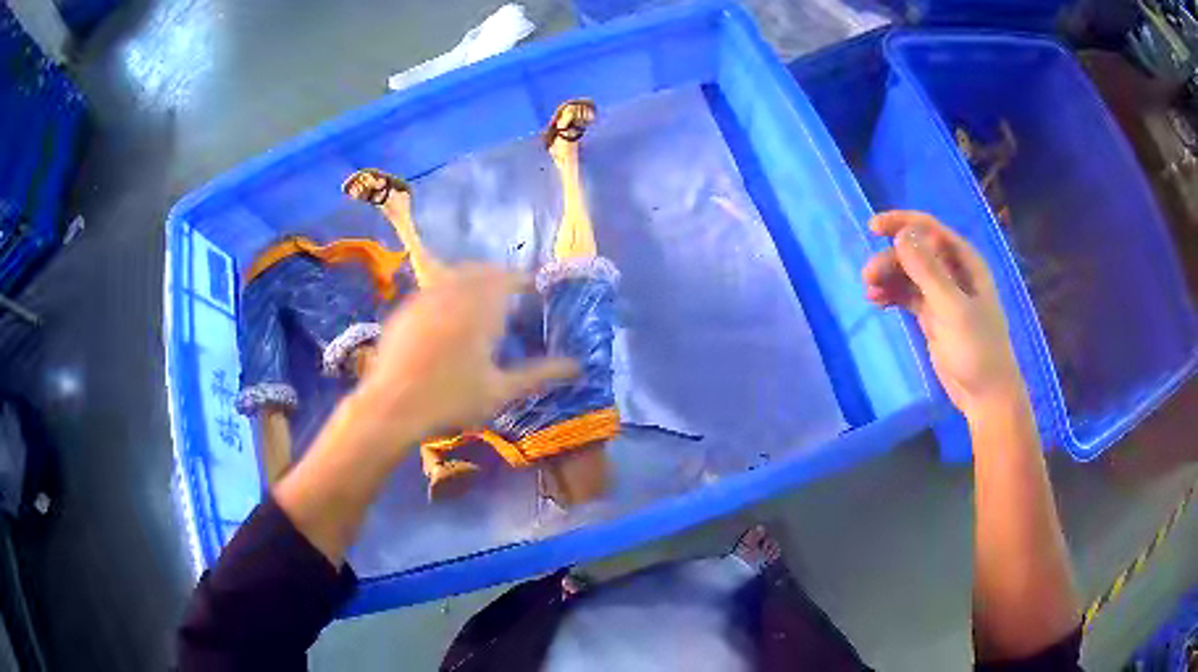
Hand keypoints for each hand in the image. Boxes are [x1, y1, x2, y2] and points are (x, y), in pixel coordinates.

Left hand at [355, 263, 578, 439]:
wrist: (390, 408)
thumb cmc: (450, 400)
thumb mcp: (500, 391)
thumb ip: (539, 374)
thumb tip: (577, 365)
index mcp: (482, 308)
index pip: (510, 279)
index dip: (525, 280)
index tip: (536, 289)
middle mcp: (453, 293)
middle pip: (482, 271)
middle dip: (500, 276)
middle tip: (512, 293)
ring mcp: (424, 298)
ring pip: (454, 276)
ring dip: (473, 280)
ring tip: (482, 300)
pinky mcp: (404, 310)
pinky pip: (432, 289)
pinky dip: (447, 292)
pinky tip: (446, 316)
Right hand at [862, 211, 1024, 418]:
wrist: (985, 395)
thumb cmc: (977, 348)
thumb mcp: (952, 308)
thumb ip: (927, 271)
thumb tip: (900, 235)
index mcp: (966, 262)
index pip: (930, 229)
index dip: (902, 223)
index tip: (872, 227)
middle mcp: (954, 272)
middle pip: (915, 252)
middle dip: (890, 260)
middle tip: (868, 277)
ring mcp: (943, 295)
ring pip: (909, 274)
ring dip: (888, 278)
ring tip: (869, 292)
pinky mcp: (933, 316)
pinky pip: (909, 296)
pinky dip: (893, 295)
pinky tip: (877, 302)